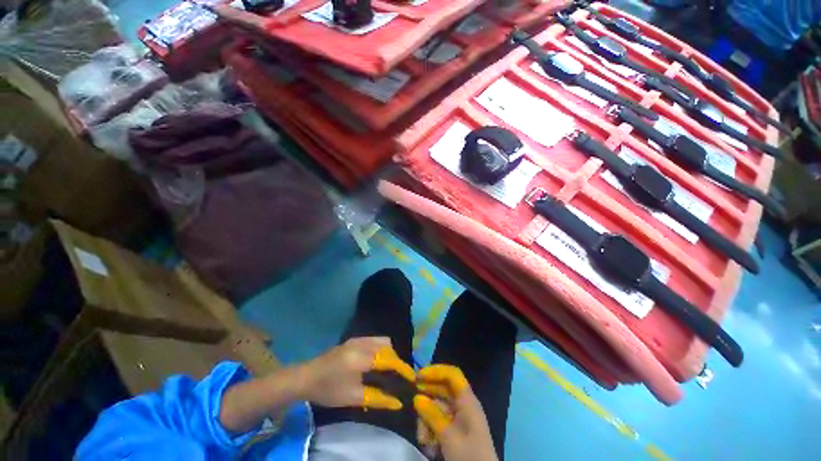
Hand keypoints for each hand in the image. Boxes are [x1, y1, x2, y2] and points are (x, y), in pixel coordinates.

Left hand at [298, 337, 414, 409]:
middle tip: (398, 376)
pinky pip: (375, 340)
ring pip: (383, 341)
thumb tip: (398, 403)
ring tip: (388, 369)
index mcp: (362, 357)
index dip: (402, 368)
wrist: (307, 377)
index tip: (411, 378)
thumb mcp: (353, 397)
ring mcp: (358, 338)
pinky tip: (376, 361)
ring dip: (389, 353)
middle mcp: (363, 343)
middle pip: (388, 347)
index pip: (389, 359)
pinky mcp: (354, 339)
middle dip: (396, 360)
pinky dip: (381, 349)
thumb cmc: (329, 390)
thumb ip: (377, 398)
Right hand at [414, 365, 497, 460]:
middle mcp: (464, 405)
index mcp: (467, 401)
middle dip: (428, 399)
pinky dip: (432, 430)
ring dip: (428, 420)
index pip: (452, 374)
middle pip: (443, 390)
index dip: (436, 371)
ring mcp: (460, 418)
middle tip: (413, 403)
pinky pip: (440, 422)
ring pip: (438, 408)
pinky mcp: (456, 431)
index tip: (419, 376)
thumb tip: (417, 398)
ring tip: (423, 440)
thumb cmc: (469, 456)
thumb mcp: (448, 436)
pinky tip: (429, 446)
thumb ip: (432, 415)